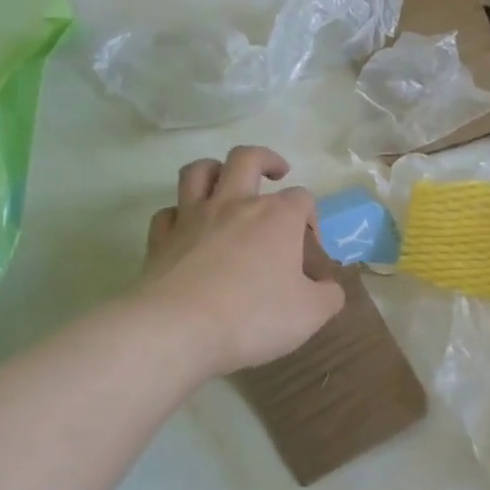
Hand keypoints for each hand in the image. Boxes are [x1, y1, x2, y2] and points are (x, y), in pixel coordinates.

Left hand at [141, 146, 345, 374]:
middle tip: (277, 173)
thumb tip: (328, 287)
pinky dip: (179, 214)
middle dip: (267, 160)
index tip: (311, 249)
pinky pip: (168, 212)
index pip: (303, 199)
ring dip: (215, 170)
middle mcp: (235, 204)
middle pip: (247, 159)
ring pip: (199, 172)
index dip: (311, 218)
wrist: (178, 330)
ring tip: (226, 182)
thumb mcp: (311, 314)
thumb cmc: (253, 317)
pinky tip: (188, 228)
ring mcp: (192, 218)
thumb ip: (329, 296)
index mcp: (277, 217)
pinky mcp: (160, 239)